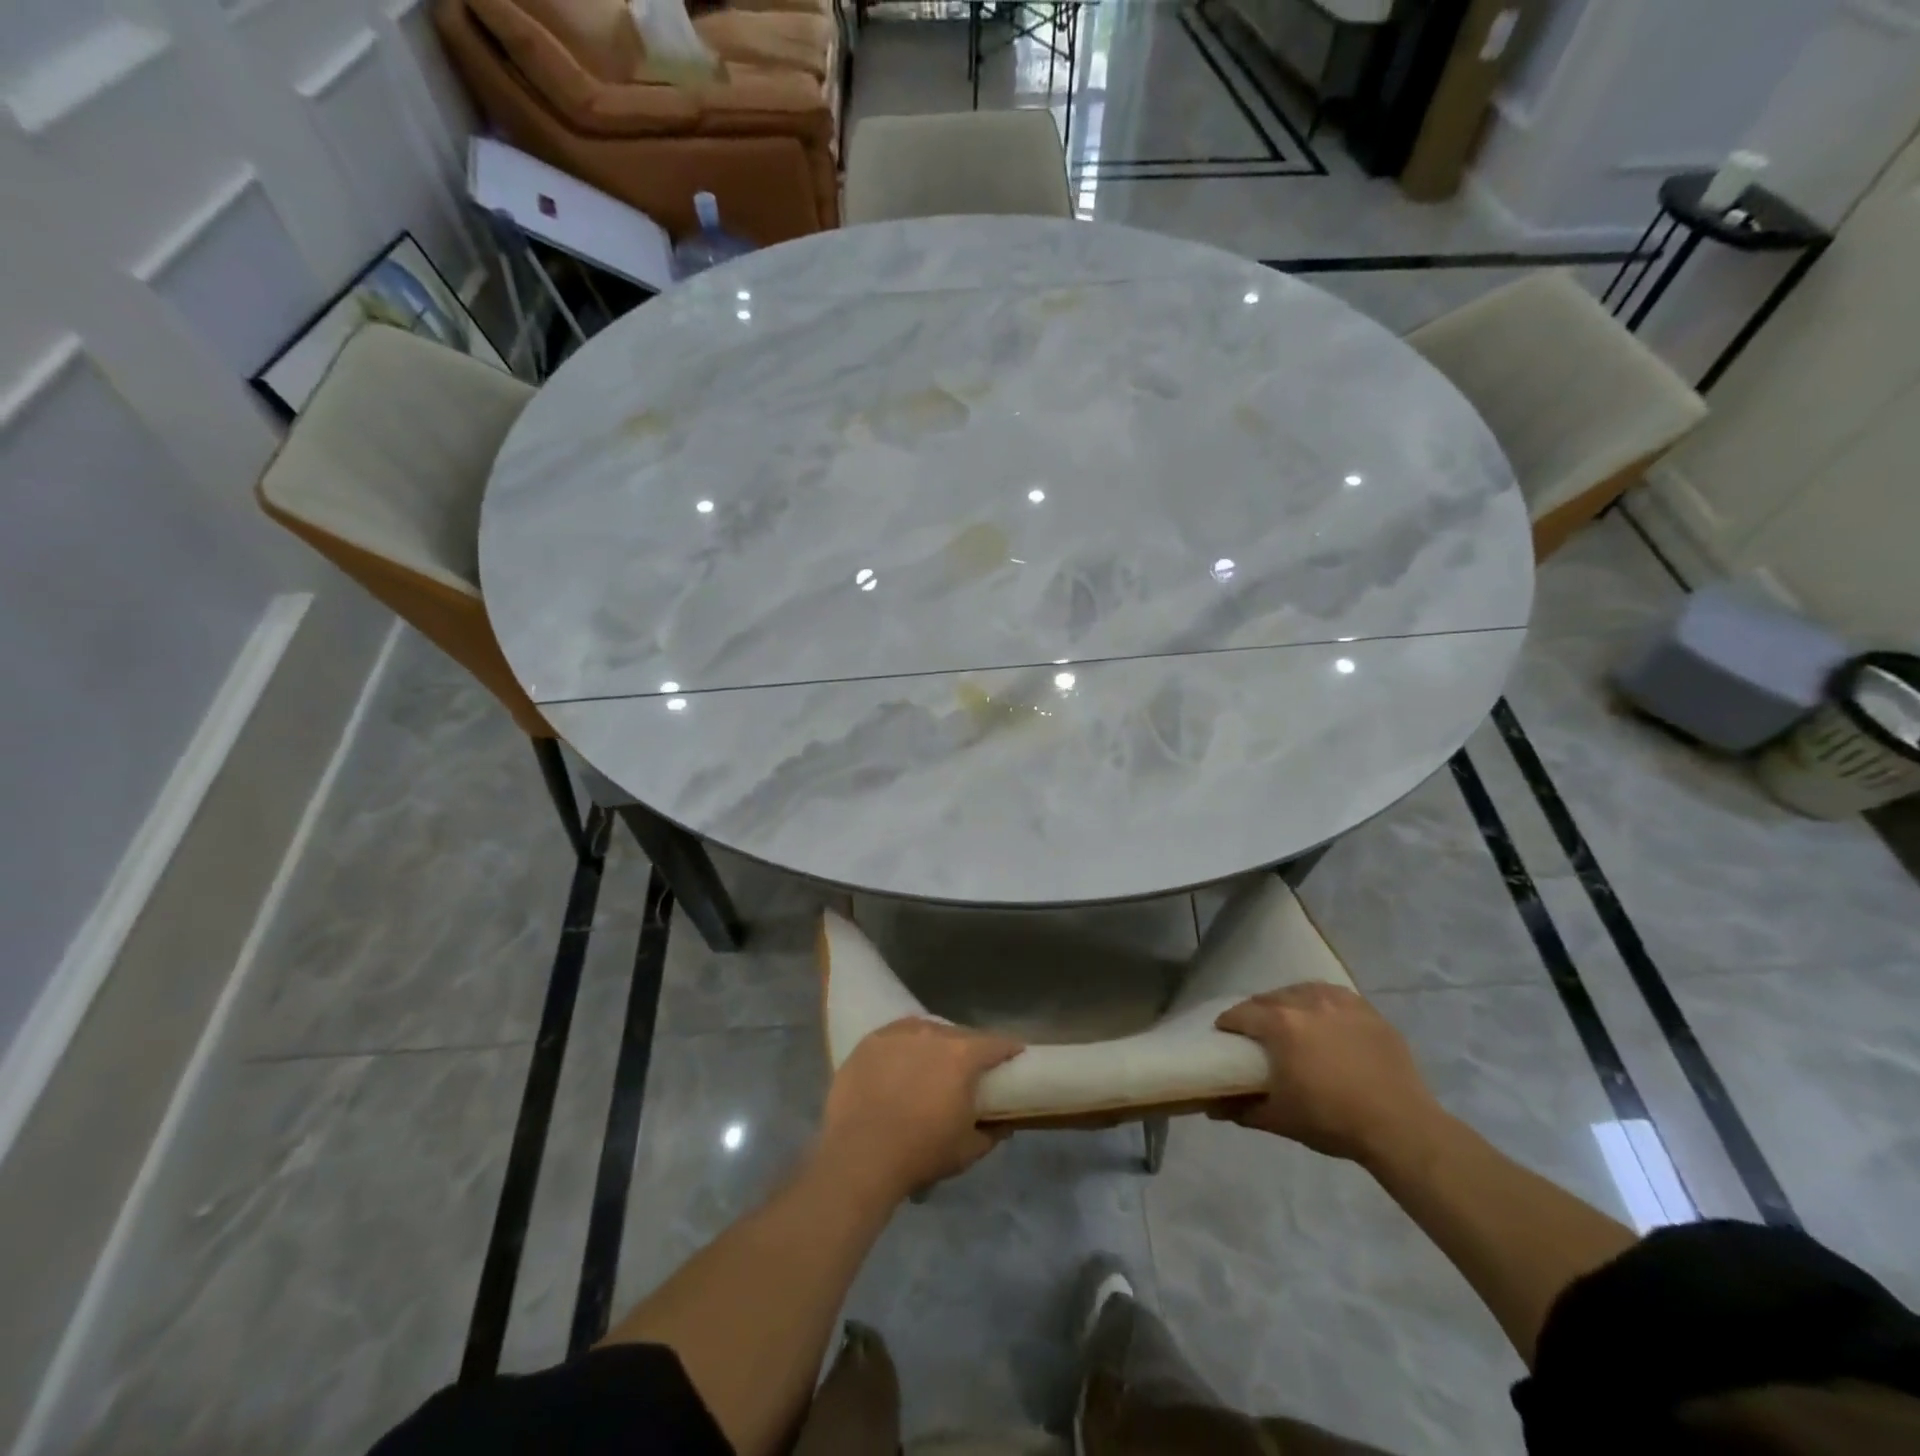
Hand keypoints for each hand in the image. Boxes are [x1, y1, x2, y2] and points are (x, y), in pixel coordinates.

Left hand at [815, 1018, 1023, 1202]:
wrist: (860, 1155)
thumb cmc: (921, 1152)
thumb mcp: (967, 1150)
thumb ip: (992, 1133)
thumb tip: (1005, 1123)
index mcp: (962, 1056)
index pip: (995, 1044)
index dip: (1008, 1050)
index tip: (1014, 1056)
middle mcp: (933, 1034)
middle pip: (960, 1034)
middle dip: (970, 1048)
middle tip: (970, 1068)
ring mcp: (898, 1033)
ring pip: (927, 1031)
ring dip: (935, 1044)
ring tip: (932, 1063)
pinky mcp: (870, 1041)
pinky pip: (896, 1035)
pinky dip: (905, 1046)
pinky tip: (901, 1062)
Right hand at [1215, 983, 1443, 1164]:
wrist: (1401, 1127)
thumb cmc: (1333, 1121)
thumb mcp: (1281, 1119)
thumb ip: (1242, 1109)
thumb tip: (1212, 1108)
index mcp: (1280, 1025)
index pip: (1241, 1013)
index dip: (1228, 1023)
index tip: (1225, 1034)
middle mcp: (1306, 1003)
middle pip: (1269, 998)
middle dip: (1257, 1012)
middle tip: (1257, 1033)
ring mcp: (1339, 1003)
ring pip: (1301, 991)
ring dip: (1288, 1002)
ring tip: (1290, 1021)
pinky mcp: (1366, 1010)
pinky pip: (1333, 994)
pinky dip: (1320, 1001)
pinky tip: (1323, 1016)